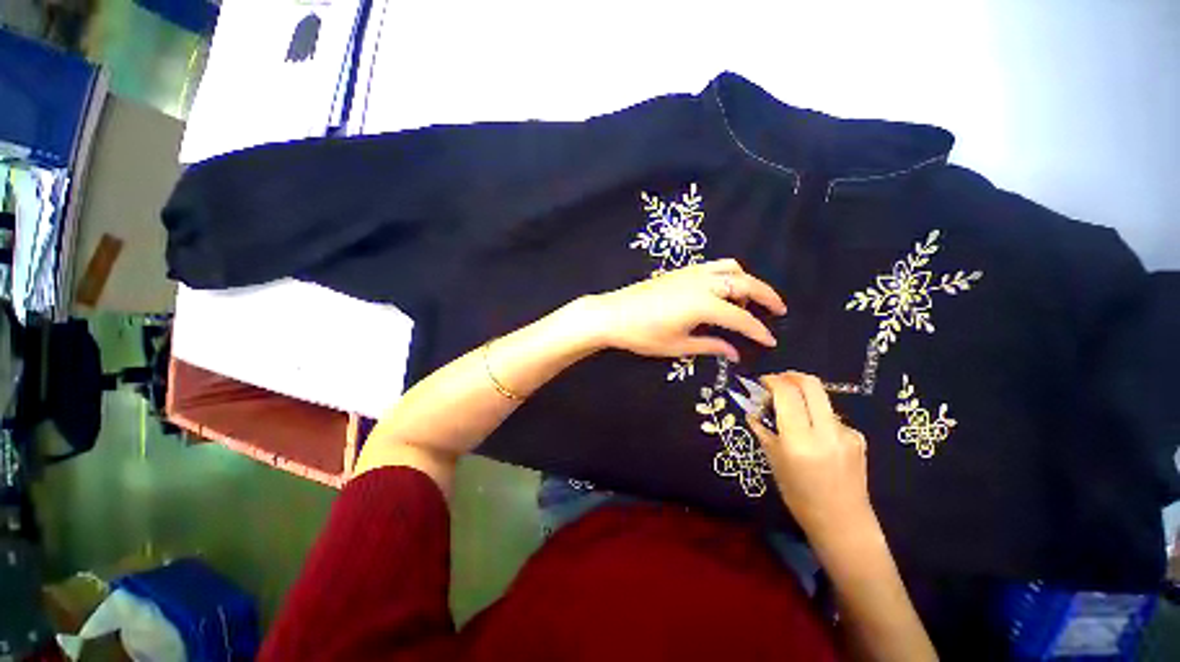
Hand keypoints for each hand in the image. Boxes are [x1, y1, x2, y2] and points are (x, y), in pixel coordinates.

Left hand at [585, 259, 786, 361]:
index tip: (771, 341)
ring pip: (731, 268)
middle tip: (780, 310)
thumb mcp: (677, 346)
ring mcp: (691, 272)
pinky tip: (724, 290)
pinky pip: (714, 266)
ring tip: (749, 300)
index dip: (758, 330)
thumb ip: (710, 346)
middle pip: (745, 283)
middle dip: (767, 296)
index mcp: (703, 304)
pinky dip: (729, 274)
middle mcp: (702, 282)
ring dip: (747, 281)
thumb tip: (735, 353)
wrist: (613, 314)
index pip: (741, 317)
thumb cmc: (642, 335)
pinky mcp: (682, 270)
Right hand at [747, 372, 875, 543]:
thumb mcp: (773, 461)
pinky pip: (831, 416)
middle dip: (791, 376)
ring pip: (821, 399)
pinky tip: (812, 434)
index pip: (787, 393)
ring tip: (792, 413)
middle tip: (777, 382)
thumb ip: (763, 430)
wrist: (843, 523)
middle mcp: (826, 431)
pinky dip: (816, 415)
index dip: (772, 380)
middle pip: (811, 384)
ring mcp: (846, 433)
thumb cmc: (799, 496)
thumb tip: (751, 410)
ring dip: (803, 397)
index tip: (761, 382)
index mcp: (799, 440)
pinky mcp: (858, 437)